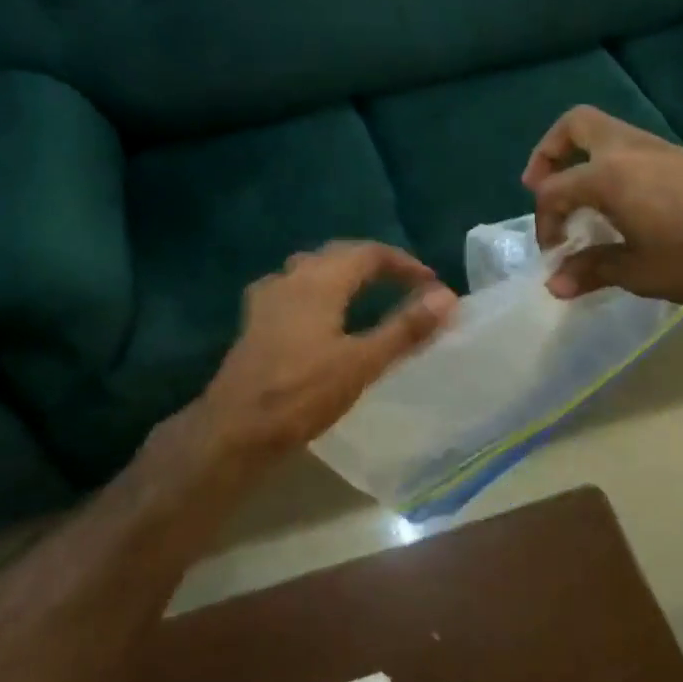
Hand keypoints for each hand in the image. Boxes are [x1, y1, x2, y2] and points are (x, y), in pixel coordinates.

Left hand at [192, 241, 457, 464]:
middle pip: (338, 254)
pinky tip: (318, 313)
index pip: (369, 253)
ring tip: (366, 292)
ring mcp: (267, 298)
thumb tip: (447, 297)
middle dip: (374, 263)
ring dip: (342, 272)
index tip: (429, 282)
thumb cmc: (302, 394)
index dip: (403, 263)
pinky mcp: (254, 320)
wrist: (235, 428)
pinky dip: (316, 289)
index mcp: (319, 281)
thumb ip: (405, 329)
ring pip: (311, 268)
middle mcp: (291, 278)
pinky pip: (292, 288)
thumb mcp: (362, 363)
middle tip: (404, 282)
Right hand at [520, 106, 682, 306]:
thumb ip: (592, 270)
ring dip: (582, 159)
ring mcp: (659, 149)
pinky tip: (623, 206)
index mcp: (609, 176)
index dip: (544, 222)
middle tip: (541, 186)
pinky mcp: (682, 158)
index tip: (555, 254)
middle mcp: (629, 151)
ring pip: (605, 133)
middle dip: (549, 152)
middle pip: (575, 126)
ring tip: (582, 202)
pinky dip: (611, 167)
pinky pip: (630, 149)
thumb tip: (554, 284)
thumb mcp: (640, 272)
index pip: (555, 190)